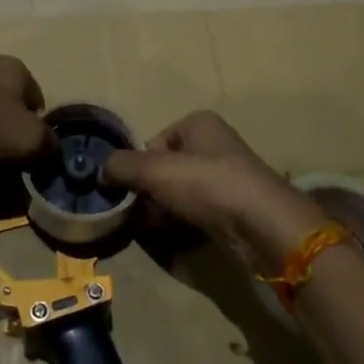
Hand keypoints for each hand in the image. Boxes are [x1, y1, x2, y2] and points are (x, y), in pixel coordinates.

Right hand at [102, 111, 326, 271]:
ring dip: (161, 212)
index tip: (128, 192)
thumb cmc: (208, 184)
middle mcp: (212, 145)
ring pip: (178, 194)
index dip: (137, 168)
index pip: (152, 143)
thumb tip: (99, 171)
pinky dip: (180, 224)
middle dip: (147, 193)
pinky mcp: (232, 209)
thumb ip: (122, 166)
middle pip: (164, 169)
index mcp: (198, 124)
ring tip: (151, 230)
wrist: (263, 226)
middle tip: (134, 215)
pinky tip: (172, 239)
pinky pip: (195, 213)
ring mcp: (225, 178)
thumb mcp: (156, 169)